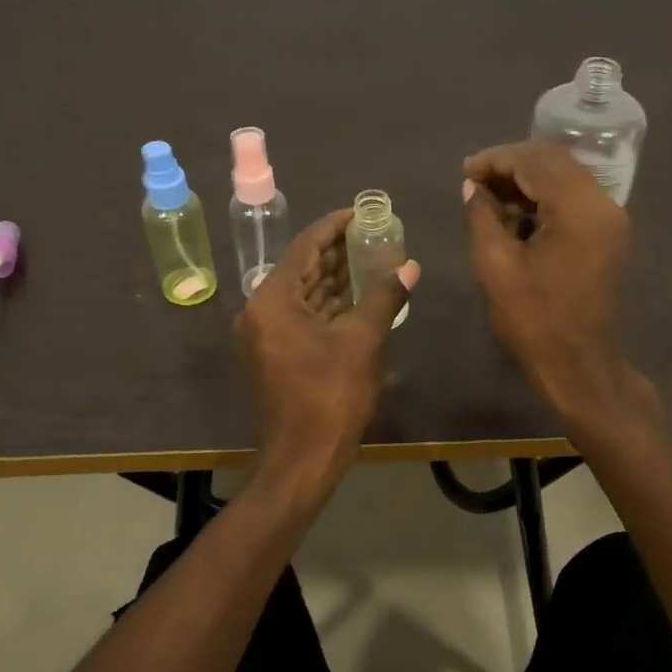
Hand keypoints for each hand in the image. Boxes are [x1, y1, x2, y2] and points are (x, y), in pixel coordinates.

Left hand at [236, 208, 419, 490]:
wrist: (303, 459)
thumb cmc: (330, 396)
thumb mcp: (363, 341)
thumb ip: (384, 297)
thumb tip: (410, 267)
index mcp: (272, 300)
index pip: (304, 247)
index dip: (334, 226)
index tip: (361, 212)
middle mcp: (261, 311)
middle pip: (302, 268)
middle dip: (337, 252)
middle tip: (373, 234)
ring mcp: (266, 335)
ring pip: (304, 294)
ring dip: (335, 278)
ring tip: (372, 258)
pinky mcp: (276, 354)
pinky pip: (303, 316)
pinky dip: (329, 305)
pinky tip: (358, 296)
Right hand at [463, 141, 636, 419]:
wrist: (581, 367)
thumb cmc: (534, 321)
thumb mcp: (495, 267)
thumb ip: (482, 217)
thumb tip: (473, 188)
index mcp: (578, 209)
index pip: (536, 160)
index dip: (496, 159)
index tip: (465, 172)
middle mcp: (603, 205)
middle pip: (555, 162)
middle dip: (512, 165)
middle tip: (474, 181)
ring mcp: (611, 221)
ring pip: (566, 179)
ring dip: (528, 182)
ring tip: (488, 198)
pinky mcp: (609, 237)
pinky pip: (575, 201)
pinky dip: (544, 199)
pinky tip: (515, 216)